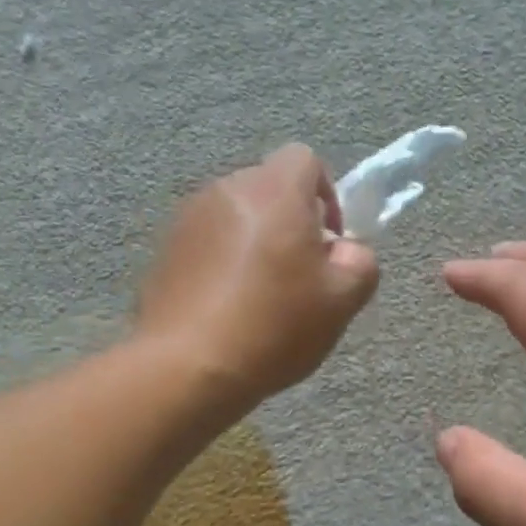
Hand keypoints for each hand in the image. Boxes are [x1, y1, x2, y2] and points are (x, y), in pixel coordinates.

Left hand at [138, 145, 377, 405]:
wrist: (188, 367)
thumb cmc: (275, 326)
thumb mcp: (343, 301)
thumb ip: (360, 262)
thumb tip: (345, 250)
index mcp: (274, 192)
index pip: (305, 159)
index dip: (327, 194)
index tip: (329, 242)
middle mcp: (227, 191)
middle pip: (270, 187)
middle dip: (292, 219)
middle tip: (302, 273)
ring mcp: (188, 218)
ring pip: (238, 214)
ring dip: (257, 240)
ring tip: (263, 293)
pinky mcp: (165, 249)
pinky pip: (209, 240)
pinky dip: (225, 260)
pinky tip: (228, 306)